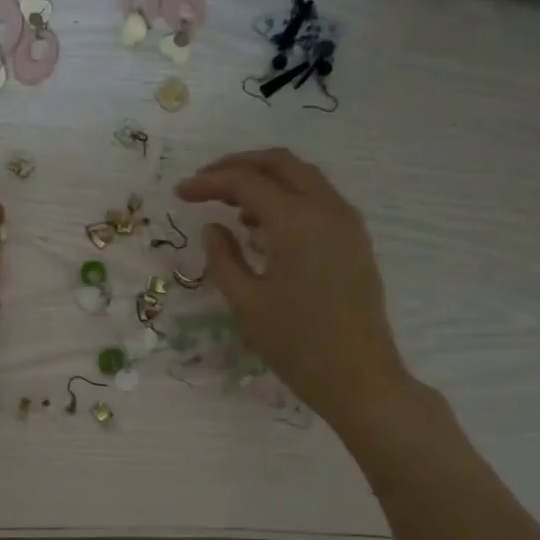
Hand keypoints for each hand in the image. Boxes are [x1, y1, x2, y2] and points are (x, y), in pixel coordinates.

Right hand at [176, 149, 415, 427]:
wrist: (358, 376)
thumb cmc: (296, 344)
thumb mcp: (246, 303)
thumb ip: (224, 258)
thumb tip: (214, 228)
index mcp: (296, 222)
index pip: (246, 182)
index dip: (209, 182)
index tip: (180, 193)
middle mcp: (326, 209)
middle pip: (280, 163)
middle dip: (239, 166)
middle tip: (205, 183)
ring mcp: (346, 222)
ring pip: (303, 178)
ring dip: (265, 180)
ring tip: (231, 207)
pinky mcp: (354, 240)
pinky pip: (318, 200)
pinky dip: (287, 199)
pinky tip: (265, 230)